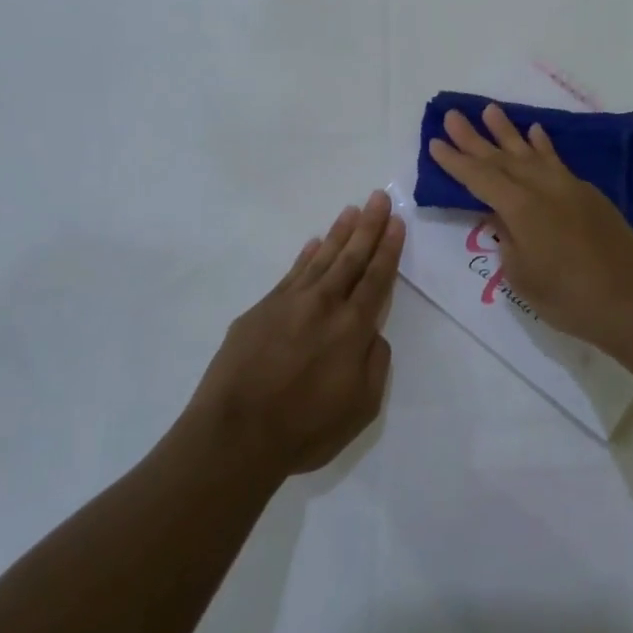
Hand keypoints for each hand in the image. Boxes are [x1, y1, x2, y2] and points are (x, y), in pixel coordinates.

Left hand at [186, 190, 402, 478]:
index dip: (388, 249)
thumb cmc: (305, 429)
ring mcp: (288, 303)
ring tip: (351, 210)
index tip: (397, 222)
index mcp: (352, 328)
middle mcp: (323, 304)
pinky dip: (305, 256)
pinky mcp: (260, 310)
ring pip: (321, 259)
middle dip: (368, 226)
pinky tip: (313, 244)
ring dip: (339, 233)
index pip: (376, 279)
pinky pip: (291, 273)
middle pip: (351, 258)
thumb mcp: (361, 408)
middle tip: (378, 197)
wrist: (235, 435)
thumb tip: (373, 334)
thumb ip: (375, 365)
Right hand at [428, 104, 632, 355]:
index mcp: (521, 209)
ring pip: (530, 152)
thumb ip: (508, 241)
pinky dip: (543, 145)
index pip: (480, 179)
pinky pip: (556, 161)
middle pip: (501, 158)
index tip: (435, 142)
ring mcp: (568, 187)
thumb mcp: (523, 277)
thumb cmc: (570, 298)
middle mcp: (542, 188)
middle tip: (452, 116)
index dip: (455, 161)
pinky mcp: (588, 193)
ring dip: (508, 132)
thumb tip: (504, 218)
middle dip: (474, 138)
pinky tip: (535, 132)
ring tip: (490, 110)